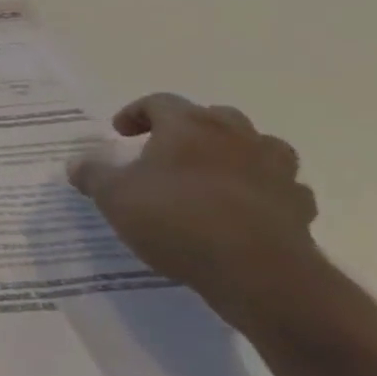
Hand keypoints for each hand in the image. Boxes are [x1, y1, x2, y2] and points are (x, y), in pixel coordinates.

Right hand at [68, 93, 317, 325]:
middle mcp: (235, 137)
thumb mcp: (114, 197)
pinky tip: (249, 209)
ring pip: (260, 146)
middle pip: (214, 116)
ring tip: (215, 174)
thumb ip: (93, 176)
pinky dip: (267, 191)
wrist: (258, 273)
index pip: (159, 102)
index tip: (120, 133)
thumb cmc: (176, 220)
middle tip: (169, 149)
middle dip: (191, 128)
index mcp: (188, 127)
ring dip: (238, 153)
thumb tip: (76, 163)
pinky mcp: (300, 208)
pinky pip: (284, 188)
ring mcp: (275, 171)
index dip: (136, 113)